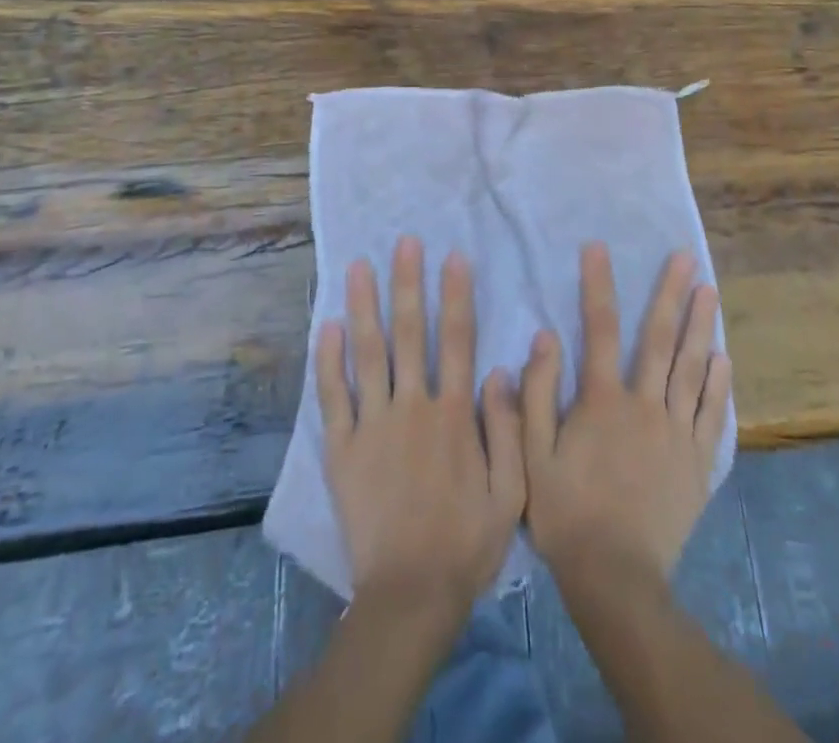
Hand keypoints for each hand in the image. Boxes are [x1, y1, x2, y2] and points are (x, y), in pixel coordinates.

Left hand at [316, 237, 524, 619]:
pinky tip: (326, 326)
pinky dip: (328, 360)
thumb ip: (508, 428)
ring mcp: (372, 426)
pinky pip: (333, 397)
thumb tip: (499, 369)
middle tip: (404, 242)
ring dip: (364, 305)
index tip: (452, 256)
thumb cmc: (467, 542)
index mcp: (453, 415)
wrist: (410, 596)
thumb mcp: (511, 492)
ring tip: (358, 266)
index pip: (456, 340)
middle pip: (409, 333)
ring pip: (368, 353)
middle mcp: (412, 408)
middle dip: (407, 283)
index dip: (455, 295)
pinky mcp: (342, 450)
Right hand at [521, 244, 731, 585]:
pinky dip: (717, 383)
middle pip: (659, 338)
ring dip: (700, 325)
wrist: (616, 579)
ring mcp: (676, 432)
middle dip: (671, 293)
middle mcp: (645, 405)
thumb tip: (545, 336)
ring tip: (709, 290)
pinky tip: (723, 358)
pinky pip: (711, 414)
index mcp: (602, 400)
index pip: (600, 328)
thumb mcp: (532, 455)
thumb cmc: (566, 513)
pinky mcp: (697, 462)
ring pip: (691, 367)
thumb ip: (535, 394)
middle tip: (685, 257)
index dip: (598, 284)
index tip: (598, 246)